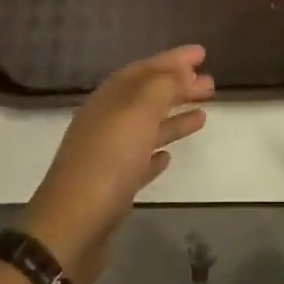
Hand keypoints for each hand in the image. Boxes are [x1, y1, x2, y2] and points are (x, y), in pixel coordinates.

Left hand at [20, 46, 213, 283]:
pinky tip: (169, 157)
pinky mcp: (112, 188)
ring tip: (203, 116)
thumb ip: (162, 86)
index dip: (173, 59)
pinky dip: (155, 152)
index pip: (145, 69)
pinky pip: (138, 161)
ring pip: (146, 127)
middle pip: (147, 96)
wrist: (72, 228)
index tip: (202, 54)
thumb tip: (180, 69)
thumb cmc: (108, 161)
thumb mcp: (138, 113)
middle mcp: (106, 121)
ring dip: (173, 118)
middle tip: (210, 84)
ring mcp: (107, 155)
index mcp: (109, 99)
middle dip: (178, 87)